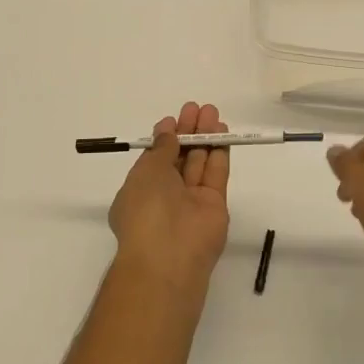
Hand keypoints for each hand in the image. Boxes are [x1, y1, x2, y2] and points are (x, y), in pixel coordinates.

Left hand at [109, 101, 230, 290]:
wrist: (169, 255)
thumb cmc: (146, 209)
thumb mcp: (146, 172)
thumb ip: (161, 149)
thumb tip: (167, 132)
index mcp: (141, 189)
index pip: (155, 159)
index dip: (165, 137)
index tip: (174, 118)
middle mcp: (166, 195)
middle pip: (180, 157)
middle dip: (188, 132)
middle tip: (197, 108)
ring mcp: (191, 200)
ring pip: (200, 162)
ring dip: (205, 137)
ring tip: (212, 112)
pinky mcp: (215, 205)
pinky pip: (216, 174)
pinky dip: (219, 152)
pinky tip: (222, 132)